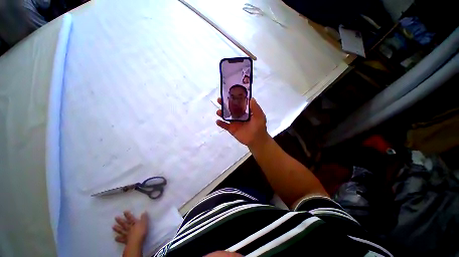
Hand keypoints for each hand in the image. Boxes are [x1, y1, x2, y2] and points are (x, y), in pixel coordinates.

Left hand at [113, 211, 148, 244]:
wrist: (136, 242)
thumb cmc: (141, 231)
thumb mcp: (145, 223)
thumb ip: (144, 218)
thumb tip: (144, 212)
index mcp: (134, 223)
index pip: (130, 218)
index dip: (127, 214)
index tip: (124, 211)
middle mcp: (129, 228)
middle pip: (124, 224)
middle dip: (120, 220)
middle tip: (115, 217)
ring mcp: (126, 234)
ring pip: (121, 230)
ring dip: (117, 228)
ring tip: (113, 226)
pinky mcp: (125, 240)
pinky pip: (121, 239)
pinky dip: (118, 238)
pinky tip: (115, 238)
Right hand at [216, 98, 268, 146]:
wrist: (257, 140)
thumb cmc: (259, 127)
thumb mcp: (259, 116)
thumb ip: (255, 108)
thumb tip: (251, 98)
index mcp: (245, 111)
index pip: (238, 103)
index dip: (233, 98)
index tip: (228, 93)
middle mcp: (239, 115)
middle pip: (230, 108)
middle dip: (224, 104)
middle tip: (219, 100)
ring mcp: (234, 122)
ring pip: (226, 116)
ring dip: (221, 113)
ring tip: (218, 112)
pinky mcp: (232, 129)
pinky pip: (225, 126)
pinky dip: (221, 123)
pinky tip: (217, 121)